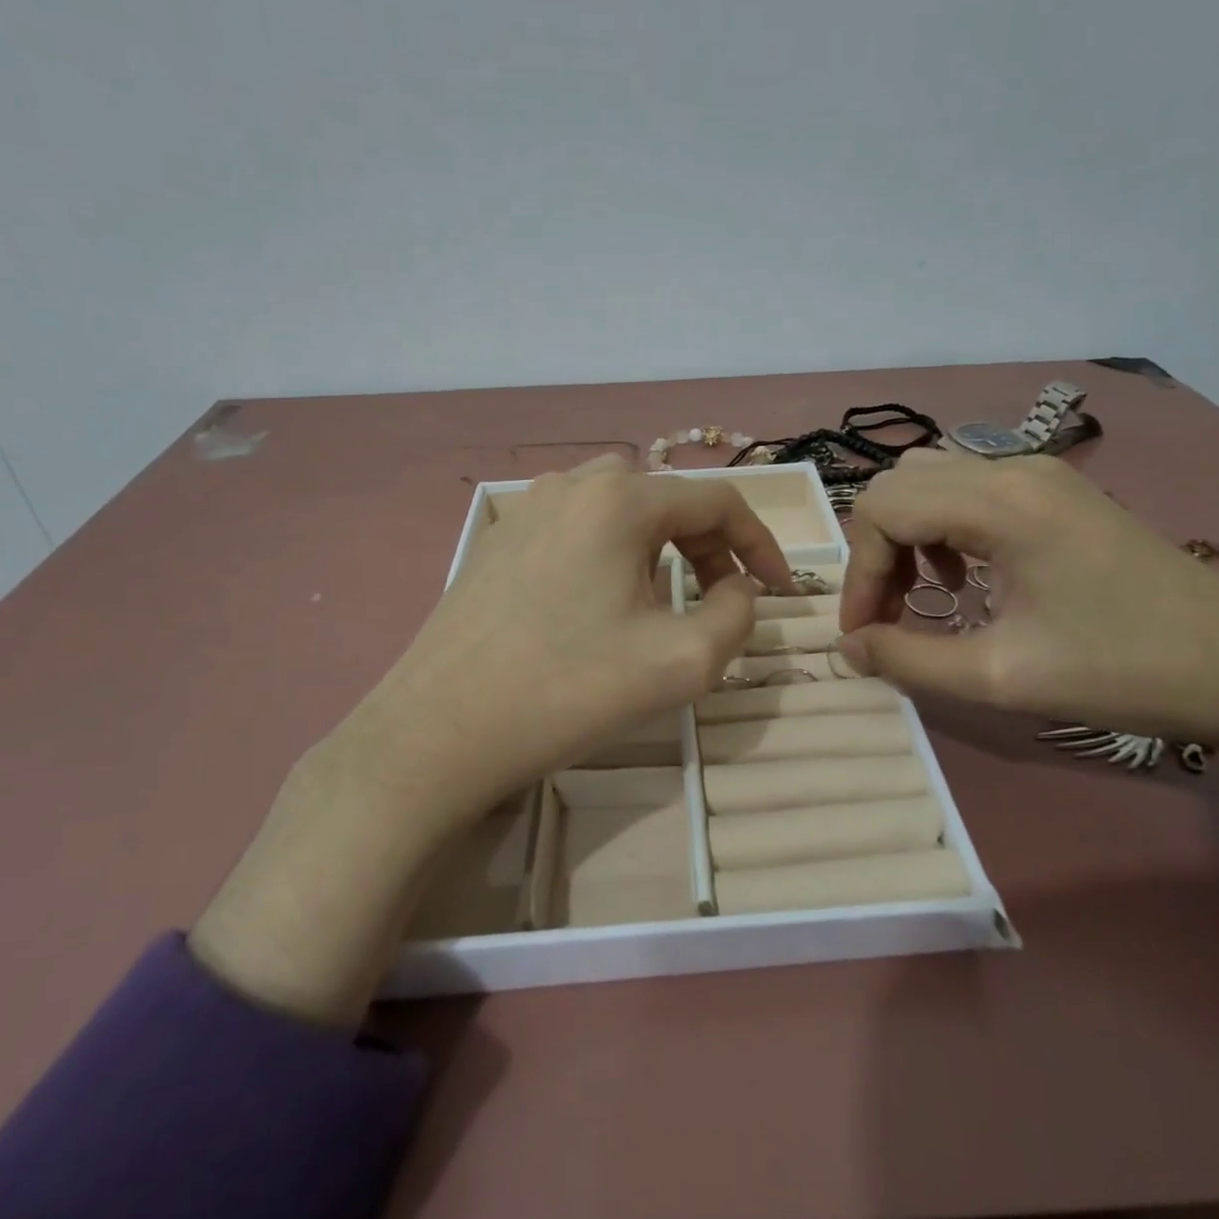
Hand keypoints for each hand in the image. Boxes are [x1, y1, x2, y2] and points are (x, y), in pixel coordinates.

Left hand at [361, 453, 794, 820]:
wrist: (440, 732)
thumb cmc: (569, 689)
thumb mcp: (683, 661)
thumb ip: (736, 614)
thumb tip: (735, 588)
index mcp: (620, 499)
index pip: (717, 500)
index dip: (761, 543)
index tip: (779, 591)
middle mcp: (571, 485)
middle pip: (666, 499)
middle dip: (708, 544)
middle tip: (720, 598)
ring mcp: (526, 510)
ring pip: (618, 509)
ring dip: (658, 546)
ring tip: (661, 601)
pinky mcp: (497, 542)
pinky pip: (574, 529)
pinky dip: (610, 553)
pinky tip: (598, 605)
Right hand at [838, 451, 1218, 829]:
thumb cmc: (1124, 671)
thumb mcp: (1002, 678)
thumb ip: (909, 659)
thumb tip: (849, 648)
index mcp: (1000, 503)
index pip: (882, 510)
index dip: (859, 573)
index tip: (864, 634)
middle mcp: (1012, 468)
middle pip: (899, 484)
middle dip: (875, 551)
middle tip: (886, 615)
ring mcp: (1039, 473)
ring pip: (930, 478)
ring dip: (906, 533)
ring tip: (919, 592)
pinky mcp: (1057, 490)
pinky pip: (968, 486)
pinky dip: (942, 524)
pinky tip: (963, 574)